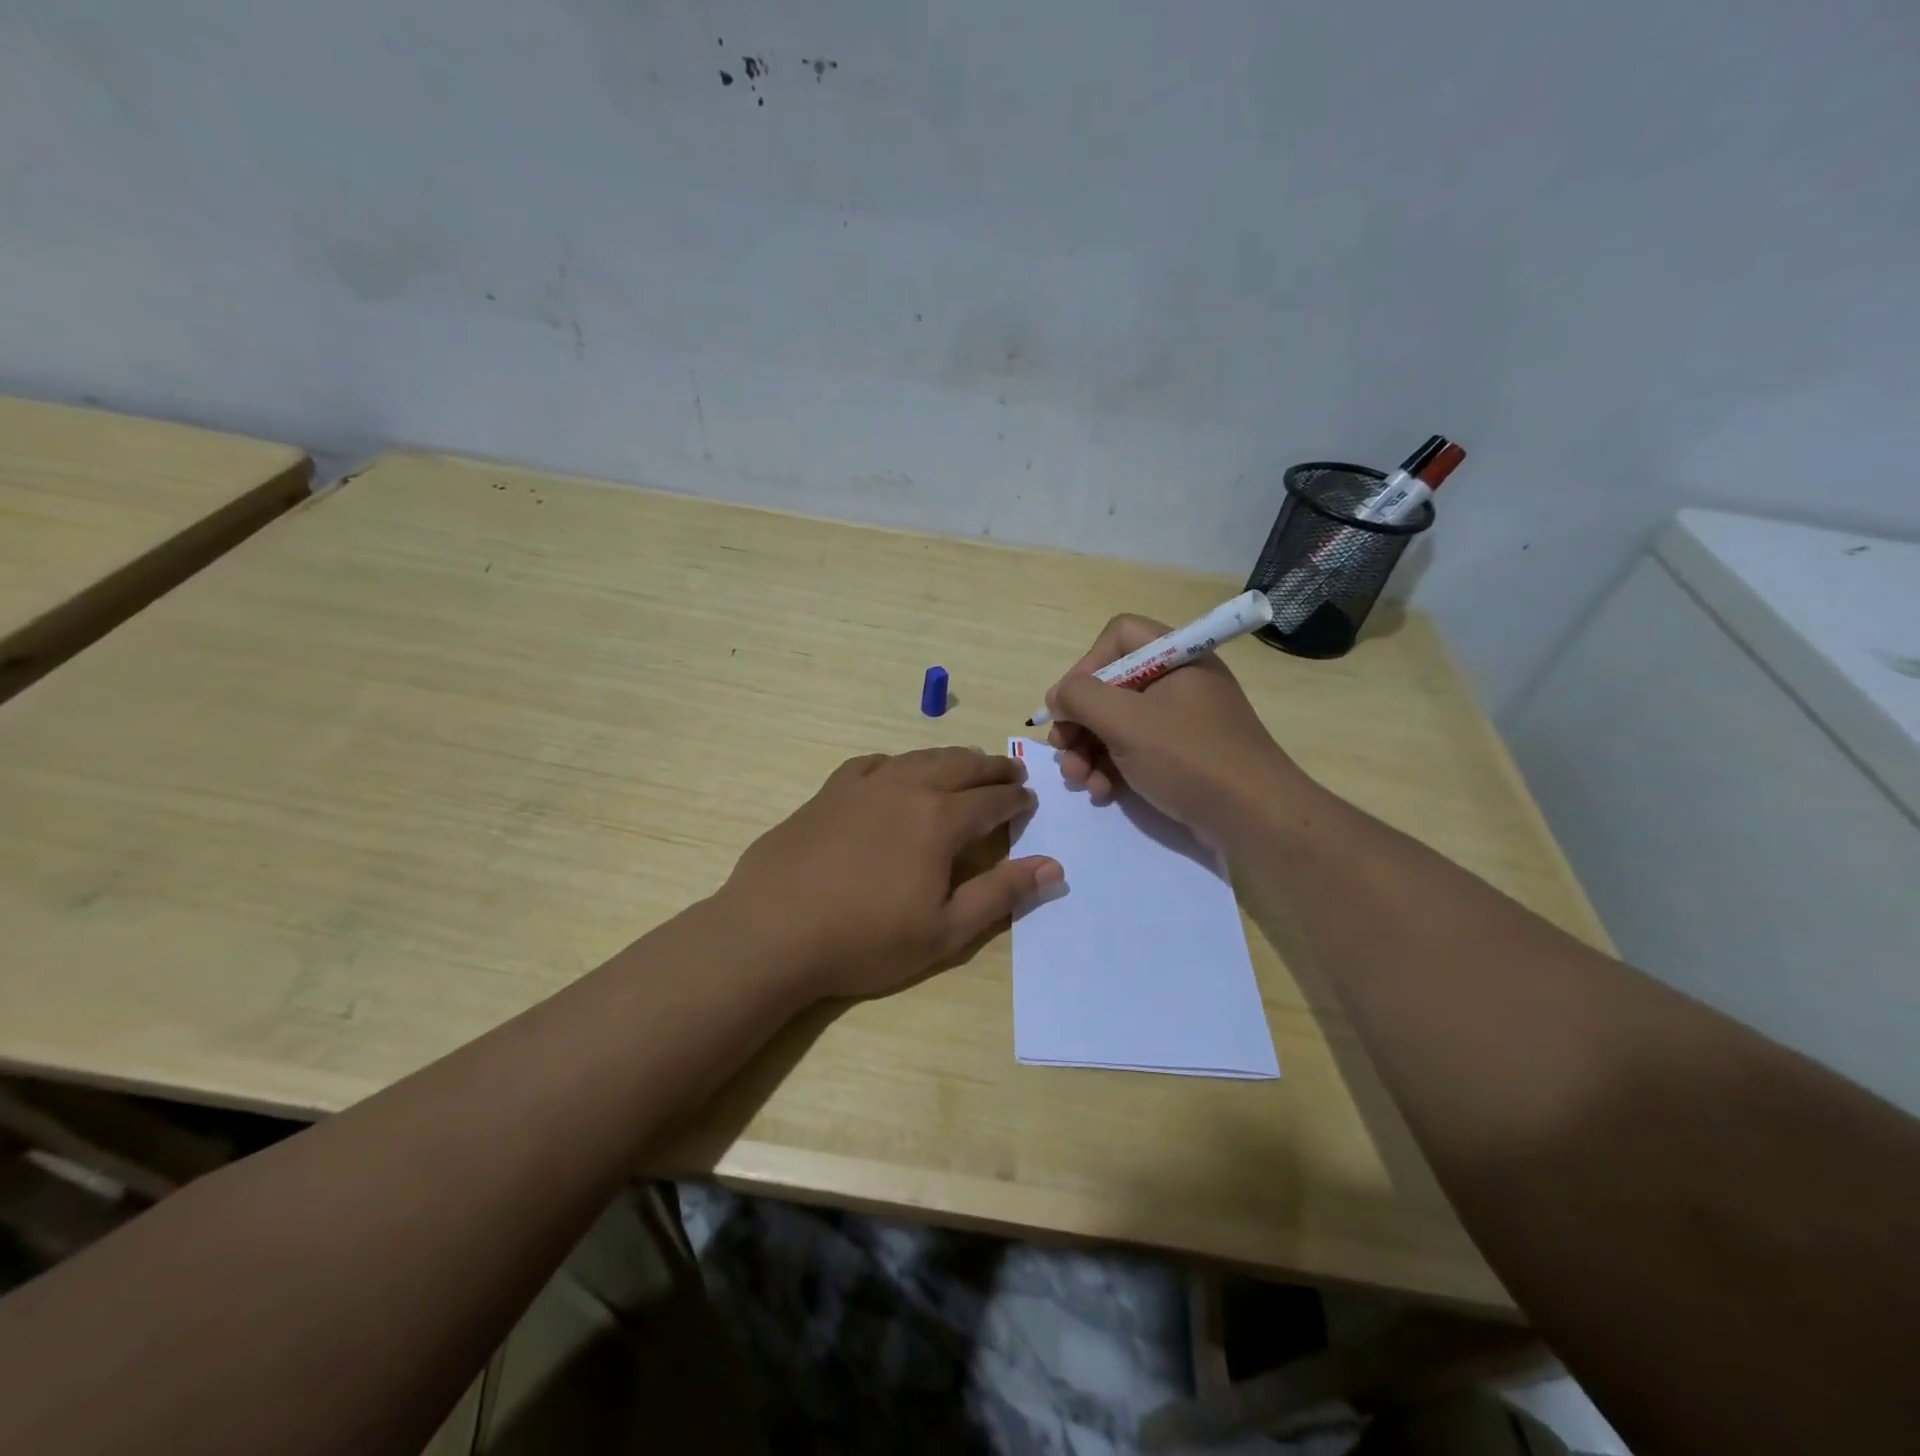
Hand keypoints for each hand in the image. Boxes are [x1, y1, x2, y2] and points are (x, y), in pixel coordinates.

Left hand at [720, 748, 1061, 999]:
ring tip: (965, 765)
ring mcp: (863, 785)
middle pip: (960, 765)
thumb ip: (1001, 894)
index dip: (1016, 800)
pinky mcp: (828, 792)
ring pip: (918, 758)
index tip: (1029, 801)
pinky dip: (897, 764)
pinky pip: (872, 764)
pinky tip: (895, 774)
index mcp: (939, 820)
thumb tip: (1053, 866)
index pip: (992, 800)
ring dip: (950, 759)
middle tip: (1010, 773)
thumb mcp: (945, 931)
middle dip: (991, 768)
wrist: (773, 931)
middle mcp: (906, 788)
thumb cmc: (865, 940)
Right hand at [1044, 614, 1309, 838]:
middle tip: (1062, 749)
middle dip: (1080, 720)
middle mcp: (1179, 682)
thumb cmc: (1189, 759)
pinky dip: (1112, 767)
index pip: (1118, 637)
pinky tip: (1103, 792)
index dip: (1087, 666)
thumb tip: (1058, 697)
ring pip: (1118, 722)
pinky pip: (1136, 749)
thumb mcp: (1126, 723)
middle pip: (1112, 684)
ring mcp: (1182, 720)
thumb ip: (1081, 698)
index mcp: (1176, 657)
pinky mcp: (1182, 755)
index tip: (1070, 704)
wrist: (1255, 818)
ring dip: (1088, 750)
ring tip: (1078, 780)